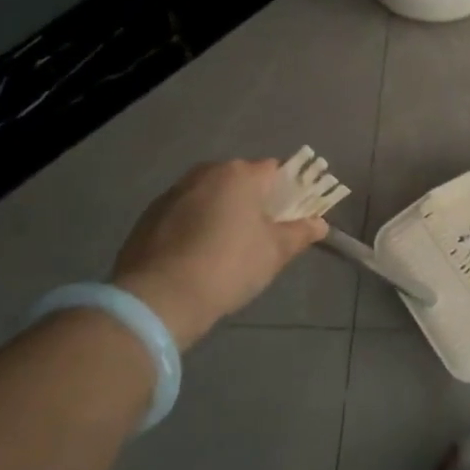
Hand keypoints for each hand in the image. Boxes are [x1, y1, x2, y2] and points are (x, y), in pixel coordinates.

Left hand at [110, 159, 327, 348]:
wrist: (159, 298)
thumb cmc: (229, 266)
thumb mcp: (275, 252)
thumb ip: (300, 233)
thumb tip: (320, 224)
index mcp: (239, 174)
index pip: (276, 171)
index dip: (289, 191)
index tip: (292, 217)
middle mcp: (205, 173)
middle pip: (241, 181)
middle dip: (254, 202)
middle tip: (263, 235)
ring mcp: (173, 192)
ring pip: (211, 196)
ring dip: (223, 213)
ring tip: (228, 249)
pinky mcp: (149, 216)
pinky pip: (185, 213)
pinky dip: (196, 226)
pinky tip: (198, 257)